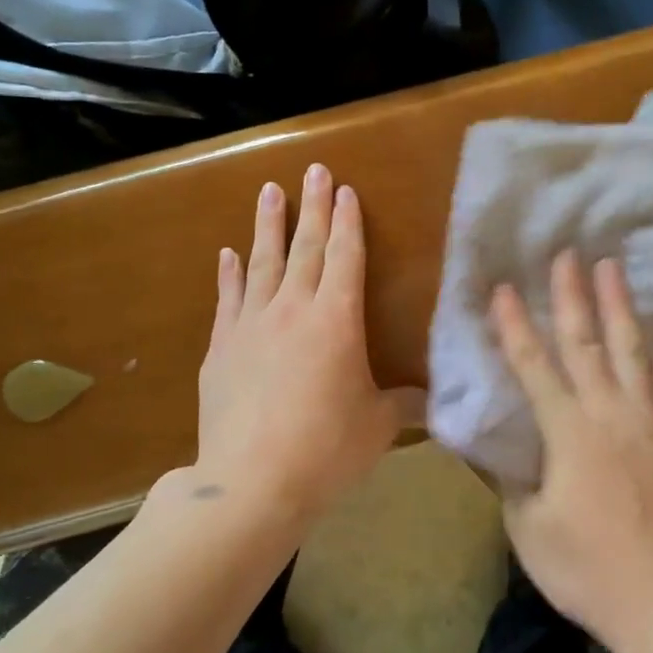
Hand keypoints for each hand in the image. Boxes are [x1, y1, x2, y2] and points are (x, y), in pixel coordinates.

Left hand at [190, 164, 424, 520]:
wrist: (251, 482)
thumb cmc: (326, 450)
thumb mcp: (378, 427)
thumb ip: (403, 404)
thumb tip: (431, 401)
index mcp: (337, 320)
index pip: (345, 257)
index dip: (347, 222)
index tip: (345, 189)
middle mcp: (292, 310)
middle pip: (304, 247)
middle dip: (312, 206)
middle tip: (312, 170)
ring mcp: (251, 326)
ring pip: (262, 263)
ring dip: (267, 225)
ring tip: (268, 191)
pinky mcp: (221, 349)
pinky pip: (228, 299)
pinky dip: (229, 274)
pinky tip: (228, 254)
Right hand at [490, 251, 652, 643]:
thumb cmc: (588, 569)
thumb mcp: (529, 530)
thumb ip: (512, 484)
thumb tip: (503, 454)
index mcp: (567, 433)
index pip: (533, 367)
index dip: (514, 326)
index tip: (503, 289)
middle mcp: (609, 413)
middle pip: (586, 344)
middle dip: (572, 296)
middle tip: (567, 254)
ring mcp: (651, 422)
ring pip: (633, 351)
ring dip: (621, 306)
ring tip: (614, 267)